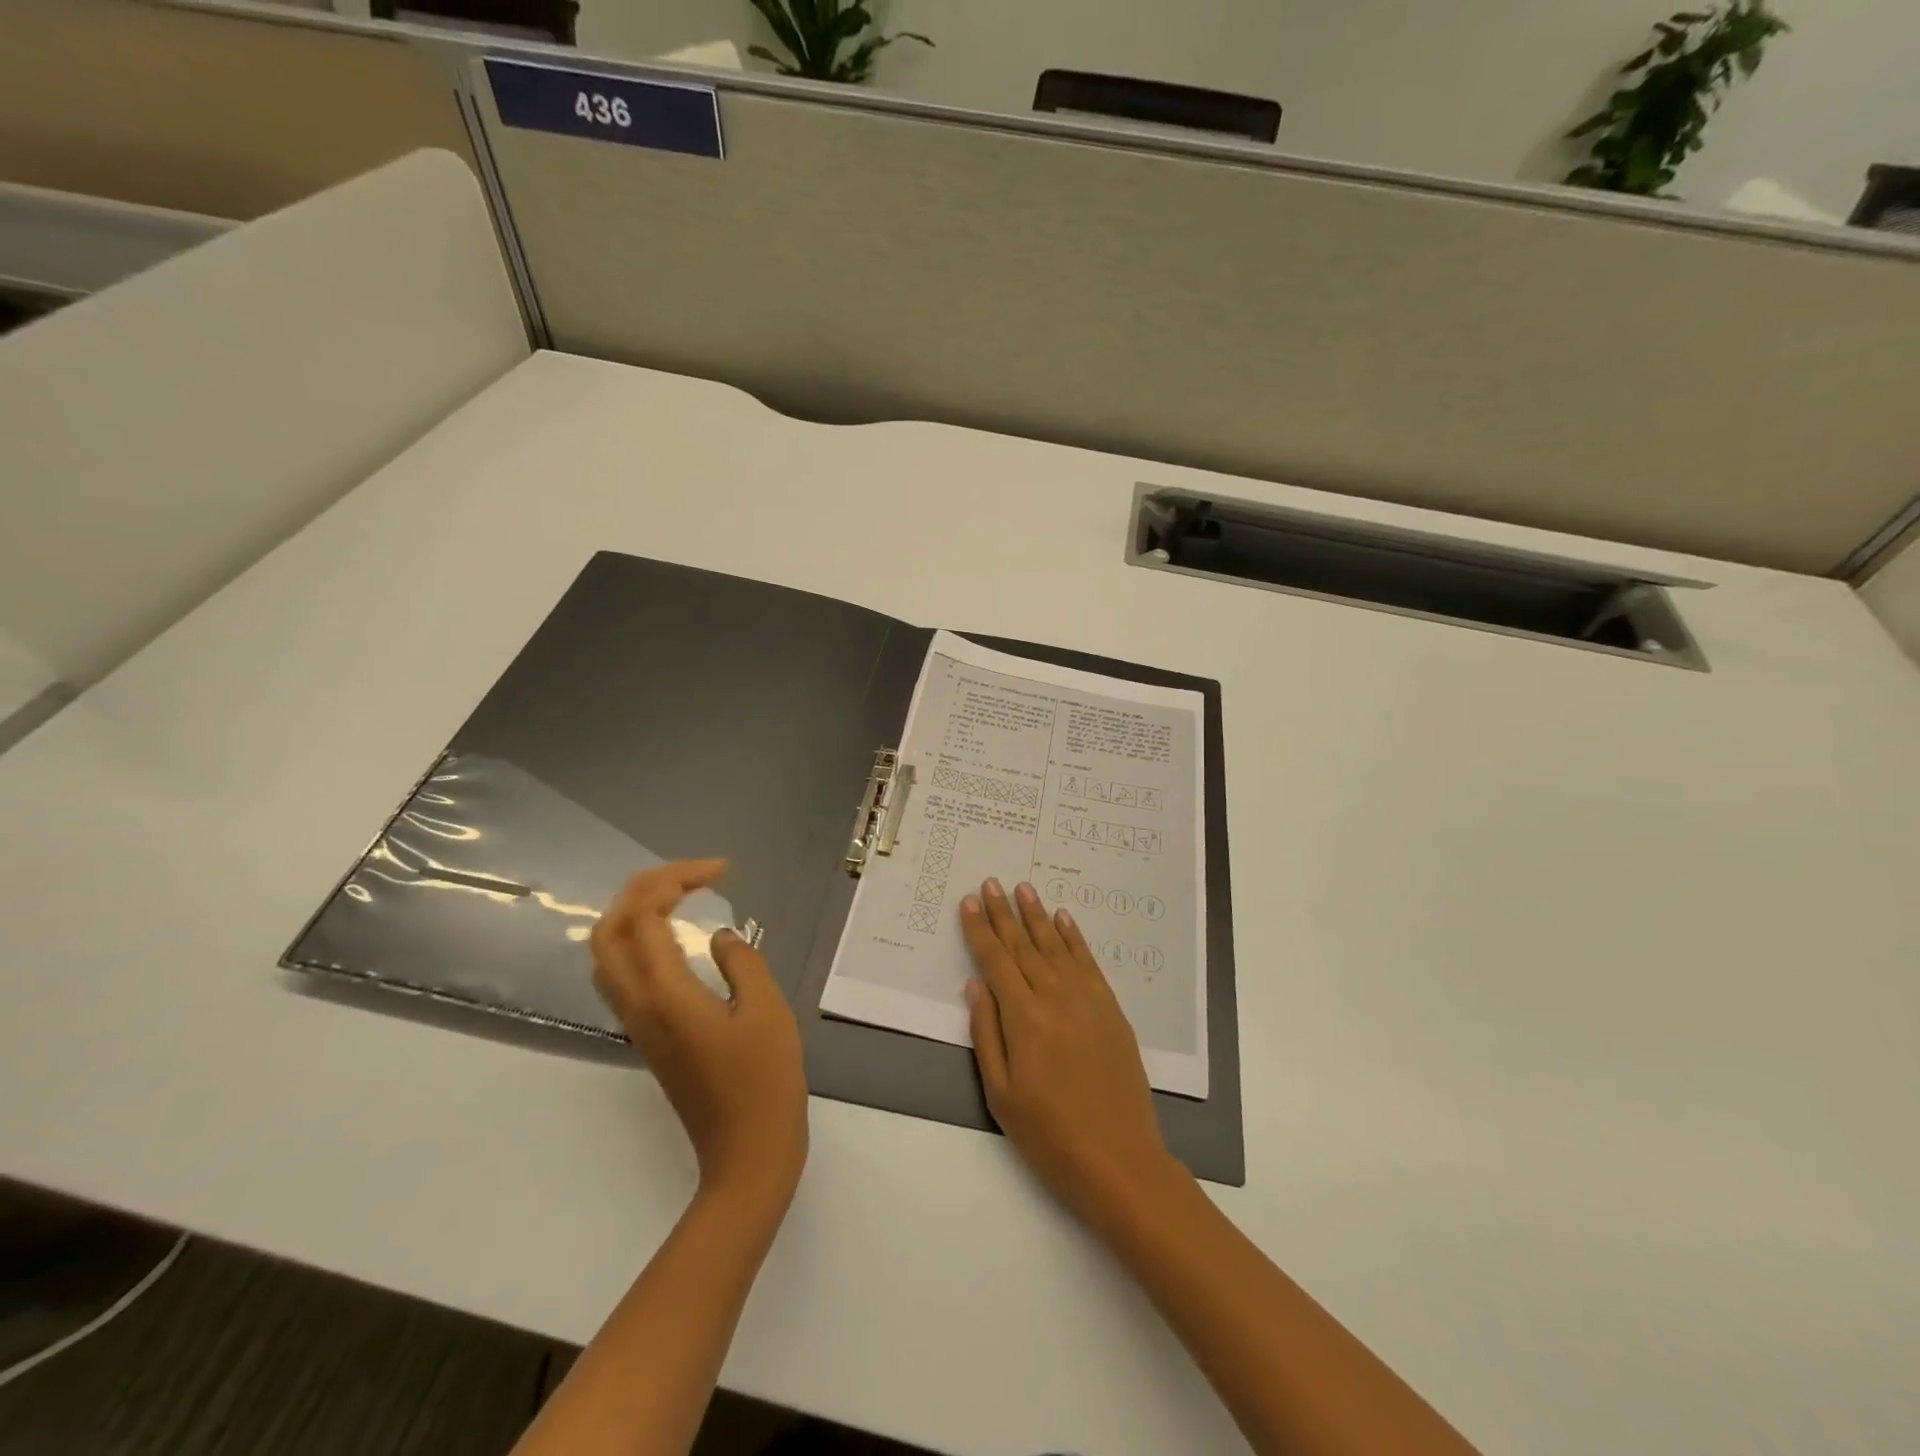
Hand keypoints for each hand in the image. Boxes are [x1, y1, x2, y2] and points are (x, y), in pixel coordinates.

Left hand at [591, 860, 808, 1214]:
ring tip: (683, 896)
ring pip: (607, 953)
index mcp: (665, 994)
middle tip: (695, 876)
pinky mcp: (647, 1037)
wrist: (746, 1154)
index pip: (644, 915)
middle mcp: (637, 1005)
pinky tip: (676, 938)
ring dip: (635, 913)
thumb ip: (743, 962)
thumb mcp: (766, 1010)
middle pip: (610, 929)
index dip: (676, 880)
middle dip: (645, 889)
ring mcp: (637, 1023)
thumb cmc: (765, 1081)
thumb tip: (721, 939)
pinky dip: (638, 940)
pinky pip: (622, 974)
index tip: (722, 872)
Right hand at [961, 878, 1185, 1230]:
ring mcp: (1087, 1000)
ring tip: (1023, 888)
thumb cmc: (1049, 1134)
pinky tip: (1063, 919)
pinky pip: (1088, 961)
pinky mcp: (1110, 1008)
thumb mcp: (1000, 1093)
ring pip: (1055, 946)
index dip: (979, 930)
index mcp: (1023, 1018)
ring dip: (1037, 915)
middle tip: (991, 883)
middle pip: (1023, 945)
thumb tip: (975, 985)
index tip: (968, 902)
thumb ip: (986, 1033)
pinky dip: (1073, 937)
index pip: (995, 961)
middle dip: (1004, 912)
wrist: (1119, 1159)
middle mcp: (1055, 997)